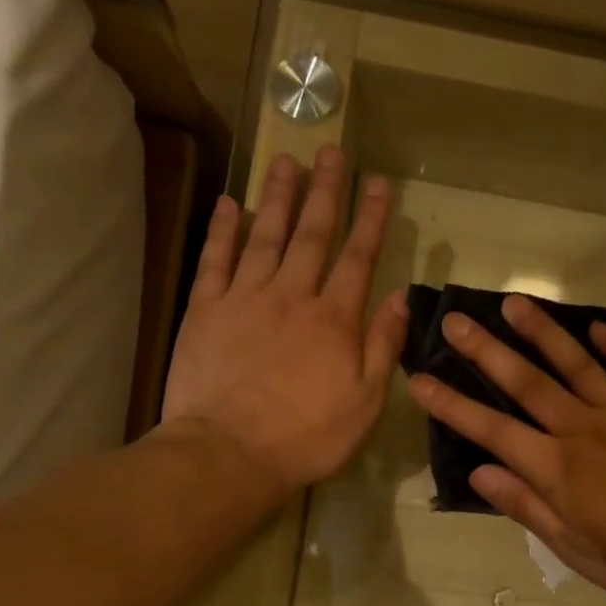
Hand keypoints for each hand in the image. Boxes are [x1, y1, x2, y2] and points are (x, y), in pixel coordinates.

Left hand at [162, 145, 406, 496]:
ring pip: (266, 236)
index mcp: (334, 319)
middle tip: (332, 152)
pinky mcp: (205, 311)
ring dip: (279, 197)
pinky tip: (232, 203)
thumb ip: (382, 345)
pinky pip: (216, 260)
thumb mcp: (365, 401)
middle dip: (326, 191)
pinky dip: (224, 230)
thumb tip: (401, 297)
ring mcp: (244, 298)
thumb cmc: (307, 436)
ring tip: (287, 161)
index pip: (358, 257)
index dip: (370, 218)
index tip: (378, 183)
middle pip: (313, 234)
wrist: (228, 453)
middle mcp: (292, 295)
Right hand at [407, 295, 605, 602]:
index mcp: (558, 468)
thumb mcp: (573, 549)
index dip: (452, 405)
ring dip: (544, 332)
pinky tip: (599, 326)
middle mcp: (585, 430)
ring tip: (515, 302)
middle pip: (528, 383)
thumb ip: (526, 506)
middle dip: (487, 351)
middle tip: (456, 321)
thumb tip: (478, 472)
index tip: (420, 378)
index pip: (492, 430)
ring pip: (578, 364)